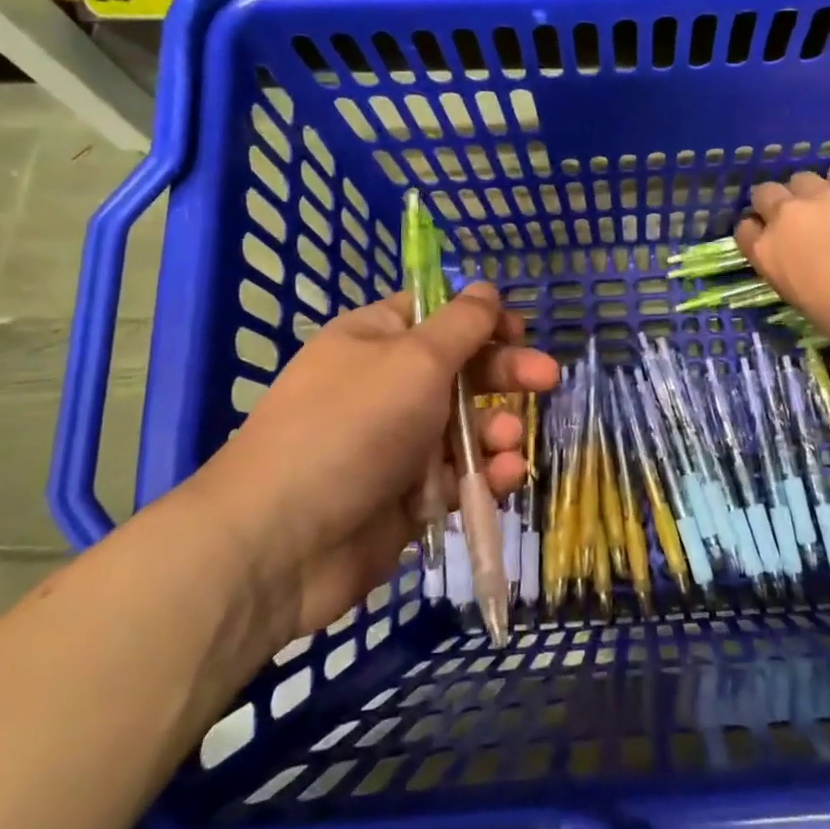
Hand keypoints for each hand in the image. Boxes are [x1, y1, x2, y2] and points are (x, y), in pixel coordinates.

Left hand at [180, 282, 557, 654]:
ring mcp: (395, 444)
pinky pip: (456, 477)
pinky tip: (501, 480)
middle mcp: (386, 386)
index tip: (519, 331)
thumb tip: (486, 288)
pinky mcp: (405, 497)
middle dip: (505, 374)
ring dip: (496, 432)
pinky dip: (482, 476)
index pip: (436, 315)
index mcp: (377, 340)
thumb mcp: (415, 360)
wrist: (282, 540)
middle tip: (547, 380)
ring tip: (507, 445)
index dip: (481, 319)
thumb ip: (461, 325)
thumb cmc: (352, 427)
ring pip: (465, 429)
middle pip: (460, 370)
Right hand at [735, 164, 829, 358]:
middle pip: (766, 193)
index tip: (772, 238)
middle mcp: (786, 216)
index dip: (758, 231)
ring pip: (802, 179)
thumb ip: (788, 268)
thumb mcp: (802, 300)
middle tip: (800, 220)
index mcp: (767, 252)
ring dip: (811, 192)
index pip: (744, 229)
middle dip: (777, 203)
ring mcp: (823, 194)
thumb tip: (797, 256)